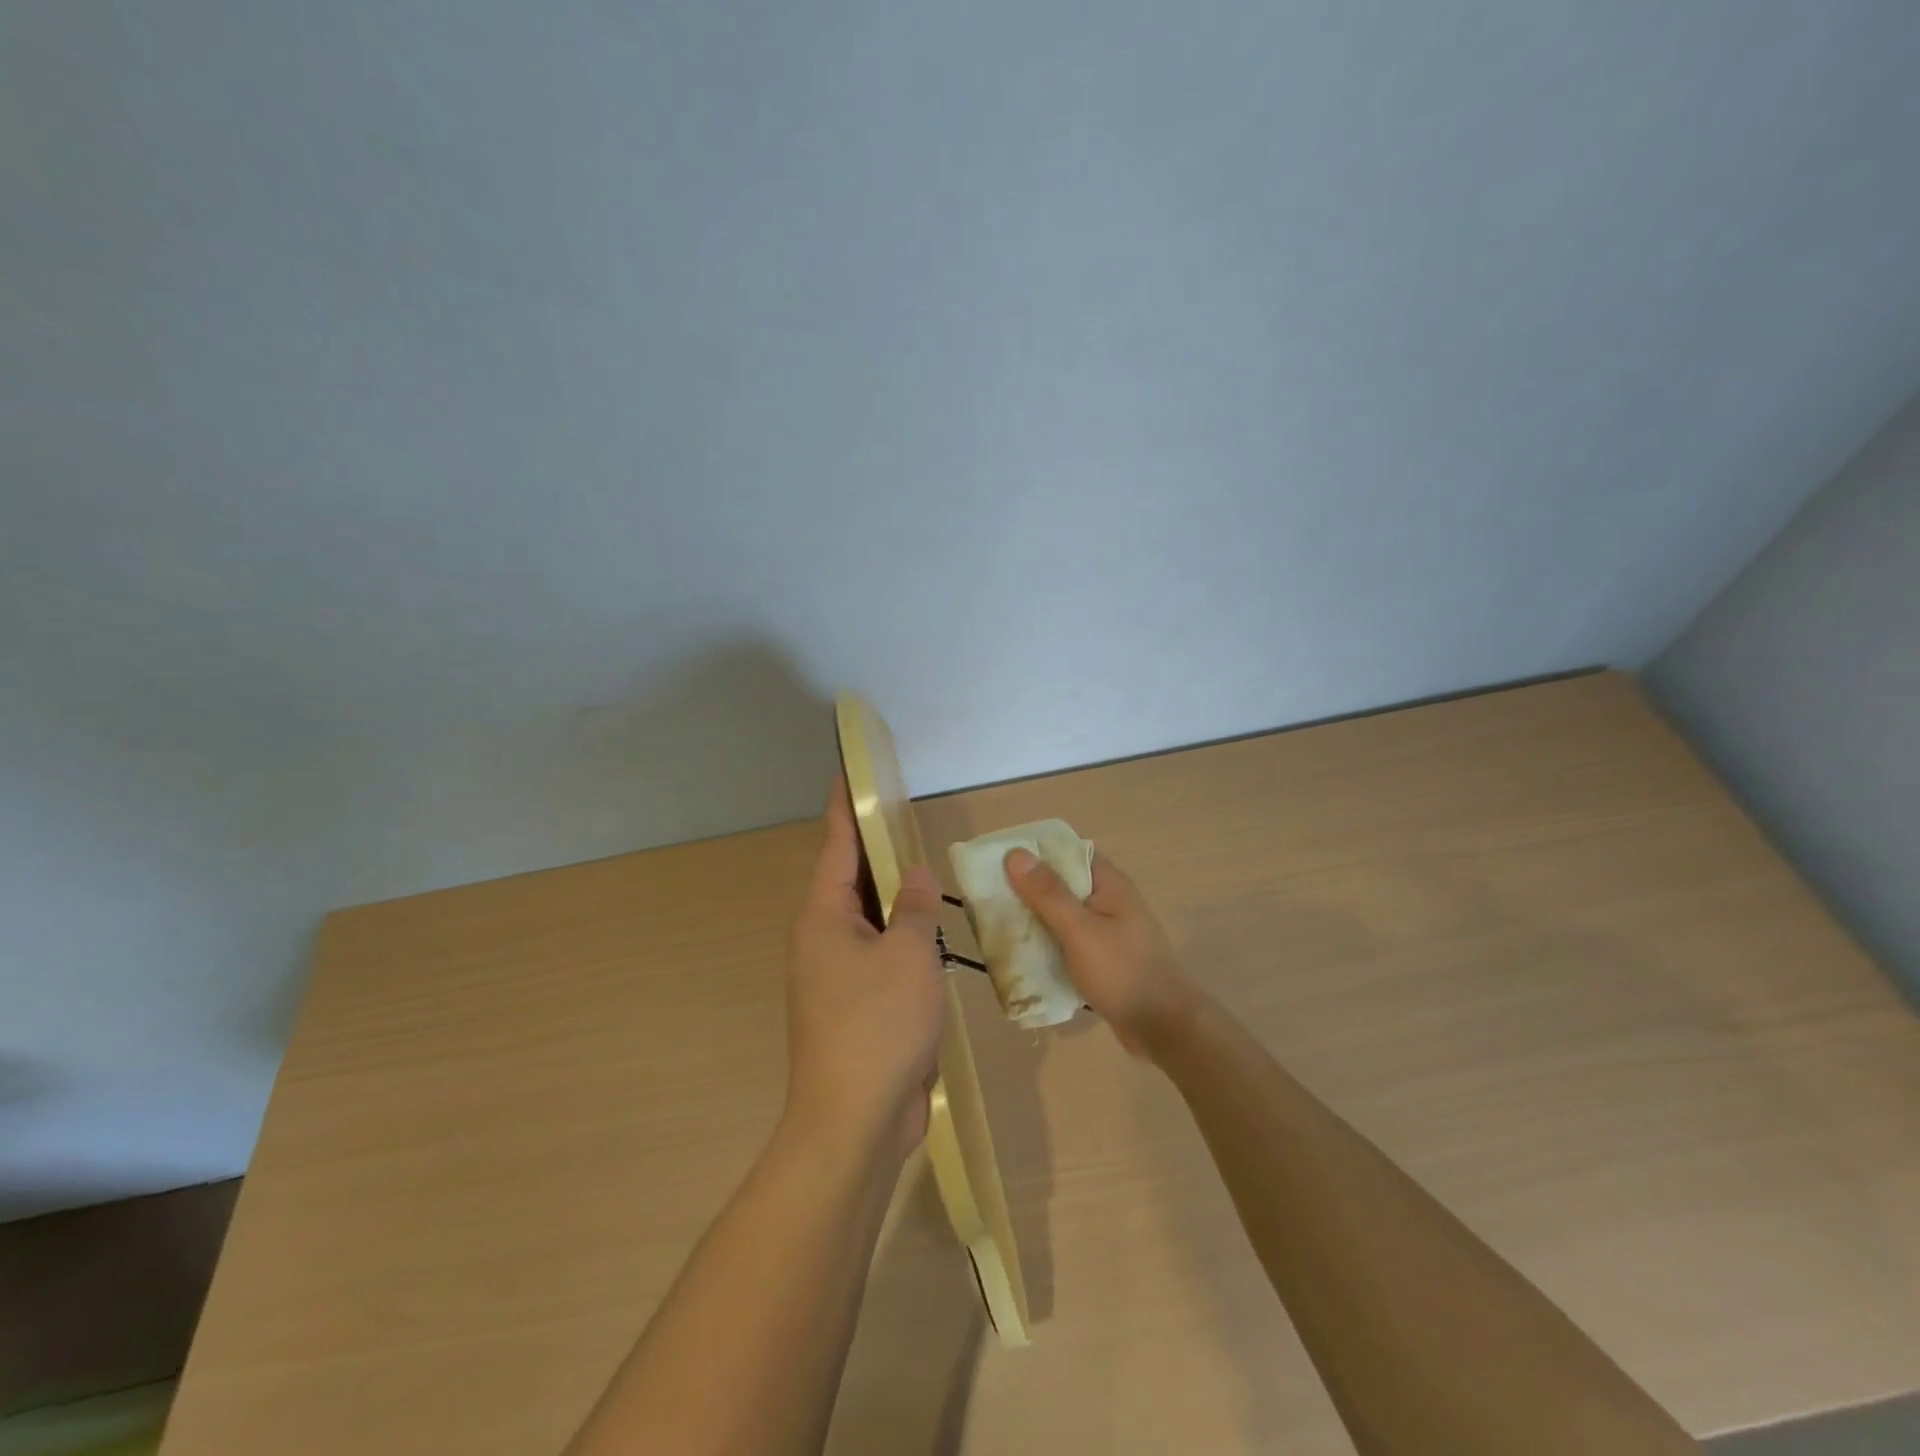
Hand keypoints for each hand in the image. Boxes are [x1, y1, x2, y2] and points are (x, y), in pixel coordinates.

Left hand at [784, 775, 946, 1157]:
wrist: (856, 1120)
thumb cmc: (879, 1024)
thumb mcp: (909, 954)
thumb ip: (915, 908)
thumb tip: (914, 876)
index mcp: (823, 918)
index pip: (835, 846)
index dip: (844, 808)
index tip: (848, 773)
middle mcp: (822, 940)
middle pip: (850, 881)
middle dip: (875, 850)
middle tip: (902, 816)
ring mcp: (837, 976)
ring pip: (868, 921)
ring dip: (894, 898)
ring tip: (922, 868)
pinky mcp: (856, 1006)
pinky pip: (880, 955)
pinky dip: (903, 938)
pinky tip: (930, 933)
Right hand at [1004, 847, 1202, 1060]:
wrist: (1164, 1028)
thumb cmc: (1123, 972)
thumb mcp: (1080, 930)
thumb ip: (1048, 893)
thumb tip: (1015, 853)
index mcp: (1108, 883)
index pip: (1067, 852)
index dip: (1034, 852)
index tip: (999, 861)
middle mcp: (1108, 901)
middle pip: (1061, 884)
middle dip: (1027, 889)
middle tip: (989, 897)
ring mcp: (1107, 931)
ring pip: (1062, 916)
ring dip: (1035, 920)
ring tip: (997, 925)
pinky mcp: (1103, 959)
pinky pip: (1067, 942)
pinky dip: (1047, 945)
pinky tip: (1023, 956)